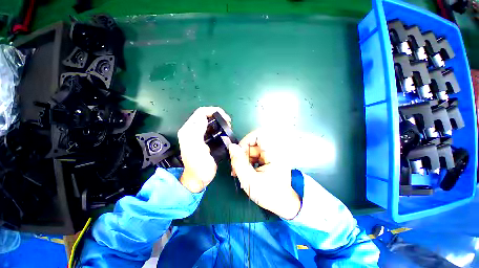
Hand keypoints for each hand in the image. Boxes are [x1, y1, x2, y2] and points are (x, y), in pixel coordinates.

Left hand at [178, 107, 231, 192]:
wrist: (198, 179)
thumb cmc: (199, 167)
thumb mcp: (197, 150)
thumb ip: (197, 133)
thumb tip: (203, 117)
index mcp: (189, 131)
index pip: (201, 113)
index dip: (214, 112)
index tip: (226, 119)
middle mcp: (191, 130)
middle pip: (204, 114)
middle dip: (217, 115)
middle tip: (228, 122)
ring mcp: (197, 134)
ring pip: (208, 120)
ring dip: (218, 120)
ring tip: (227, 126)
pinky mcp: (202, 138)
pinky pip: (210, 127)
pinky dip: (218, 126)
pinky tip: (223, 131)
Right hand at [229, 129, 300, 219]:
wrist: (286, 204)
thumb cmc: (271, 194)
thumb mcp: (250, 180)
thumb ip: (239, 162)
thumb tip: (231, 147)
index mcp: (273, 152)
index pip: (258, 134)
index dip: (246, 141)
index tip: (238, 153)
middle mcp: (274, 150)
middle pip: (253, 143)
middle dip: (243, 153)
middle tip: (237, 166)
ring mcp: (272, 154)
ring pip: (253, 150)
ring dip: (245, 159)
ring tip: (240, 172)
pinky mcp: (269, 159)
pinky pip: (256, 155)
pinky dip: (249, 161)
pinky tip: (246, 172)